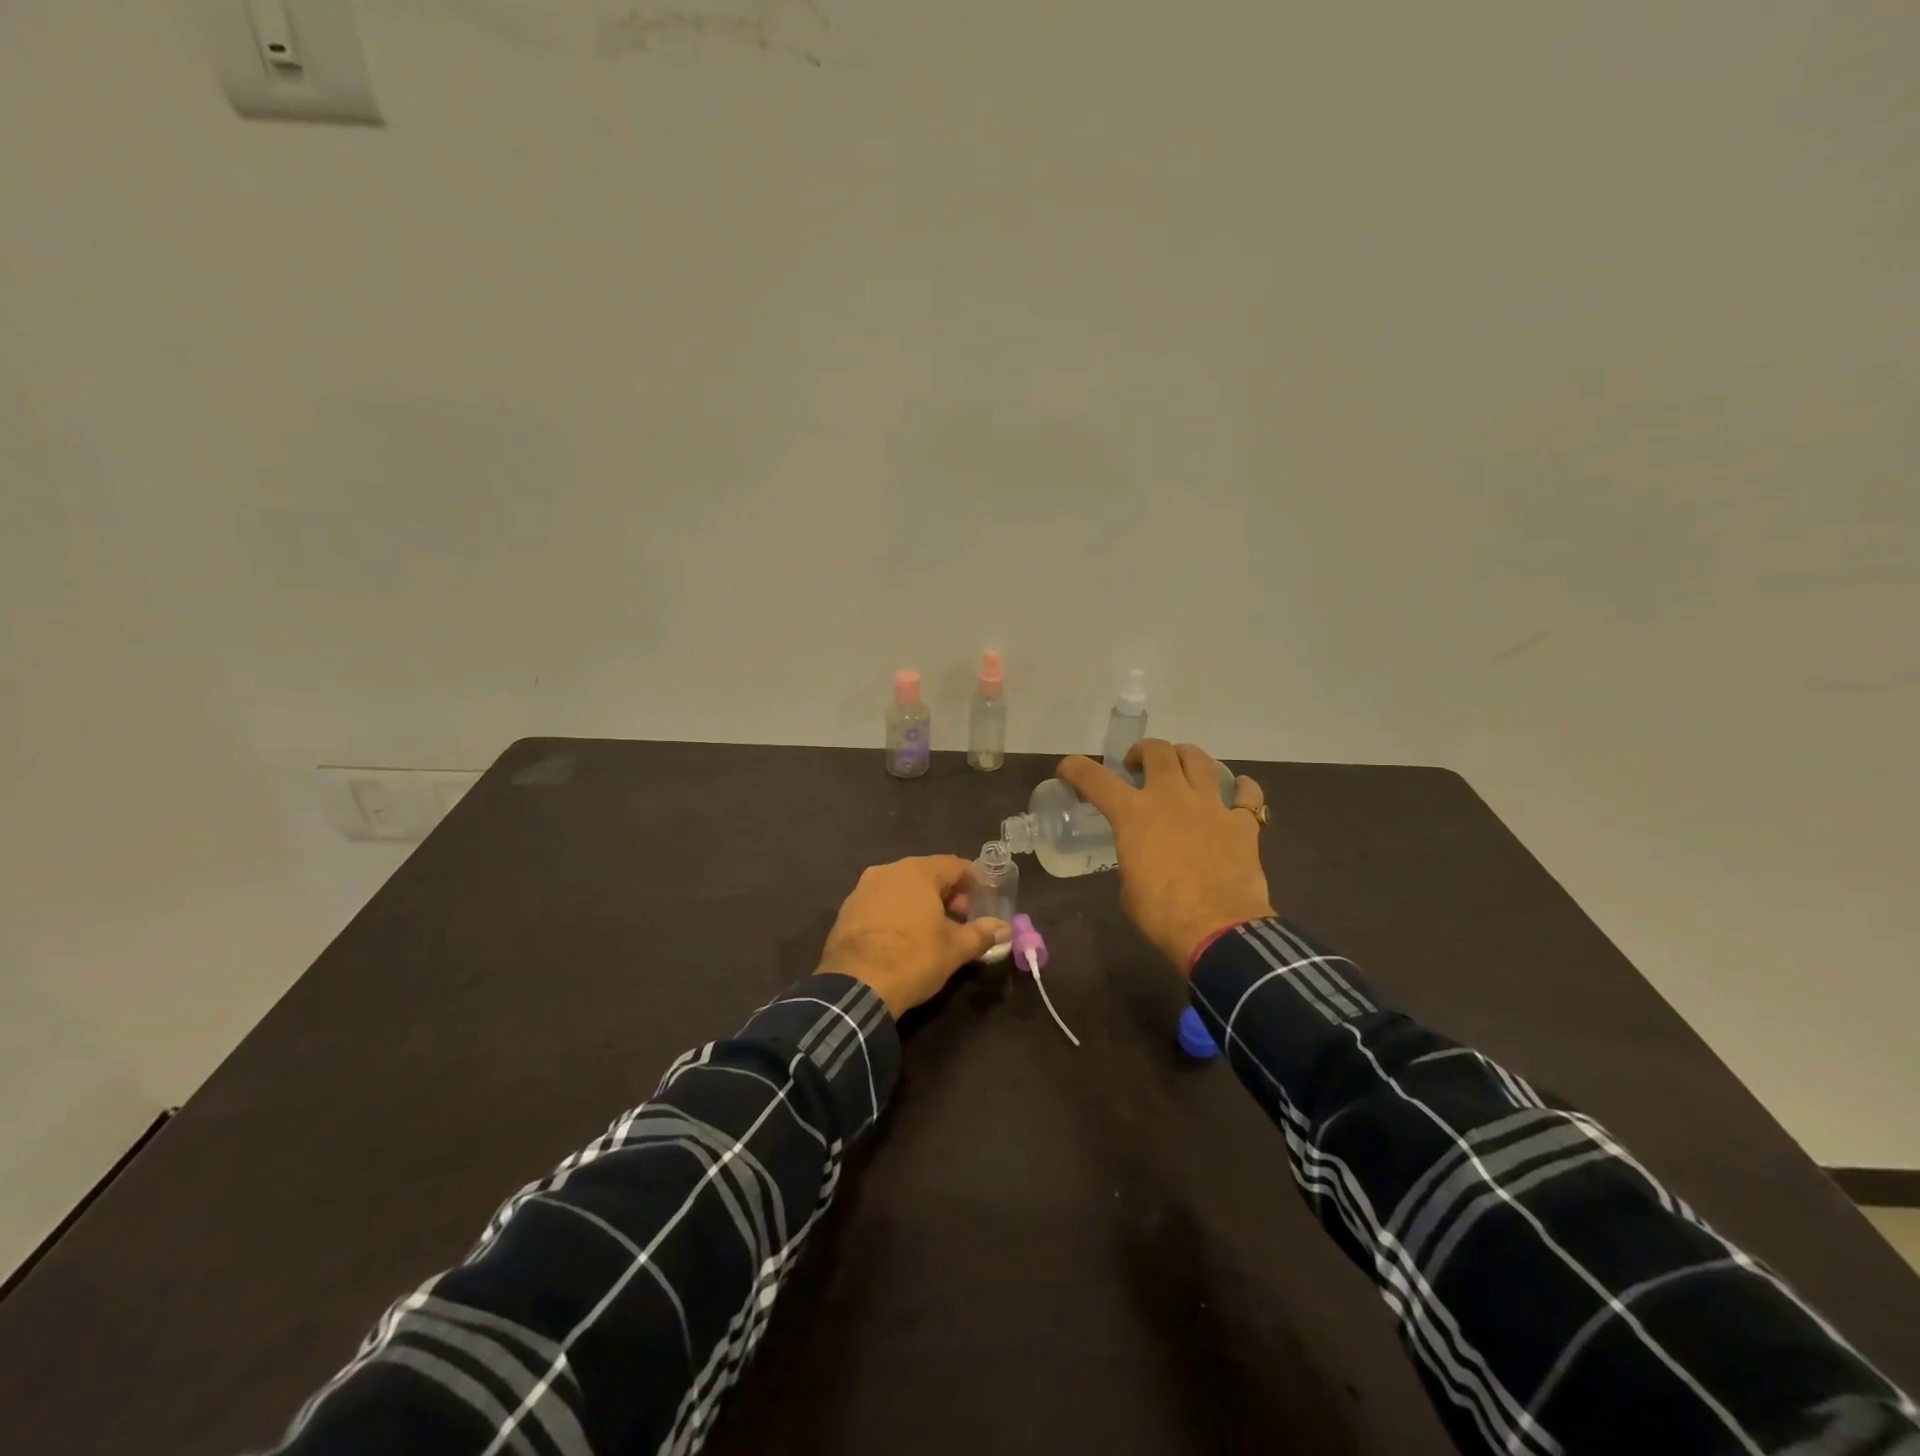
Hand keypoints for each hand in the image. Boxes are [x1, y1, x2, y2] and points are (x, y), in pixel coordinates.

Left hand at [816, 856, 1011, 1017]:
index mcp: (917, 871)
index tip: (985, 898)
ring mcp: (863, 889)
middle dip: (948, 893)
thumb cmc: (913, 959)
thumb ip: (982, 933)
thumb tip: (1005, 928)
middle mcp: (888, 871)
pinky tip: (904, 936)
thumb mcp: (955, 949)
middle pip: (927, 874)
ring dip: (921, 902)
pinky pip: (881, 903)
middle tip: (963, 916)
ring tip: (934, 929)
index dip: (974, 881)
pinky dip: (897, 912)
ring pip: (901, 887)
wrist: (855, 987)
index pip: (955, 865)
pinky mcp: (847, 910)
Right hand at [1058, 741, 1272, 972]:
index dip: (1076, 768)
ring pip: (1200, 759)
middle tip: (1137, 766)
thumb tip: (1142, 858)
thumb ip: (1132, 857)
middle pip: (1157, 750)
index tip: (1069, 768)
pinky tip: (1238, 792)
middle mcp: (1171, 797)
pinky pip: (1248, 794)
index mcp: (1134, 814)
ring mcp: (1210, 806)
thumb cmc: (1161, 913)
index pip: (1095, 778)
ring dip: (1186, 758)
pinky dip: (1242, 788)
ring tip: (1182, 770)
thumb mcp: (1128, 885)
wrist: (1217, 930)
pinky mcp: (1242, 823)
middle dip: (1143, 752)